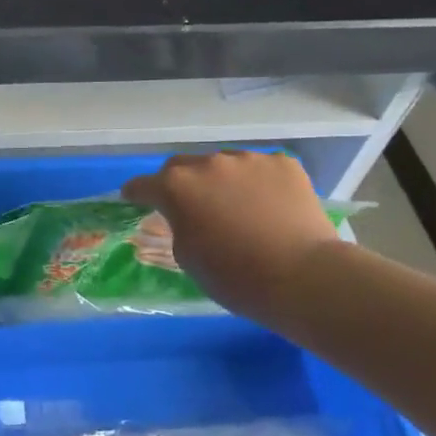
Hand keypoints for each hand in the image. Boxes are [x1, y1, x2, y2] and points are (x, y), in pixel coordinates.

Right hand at [122, 151, 344, 326]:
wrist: (302, 276)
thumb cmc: (234, 276)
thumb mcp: (187, 256)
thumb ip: (177, 225)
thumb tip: (184, 215)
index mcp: (177, 187)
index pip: (143, 185)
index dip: (136, 193)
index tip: (133, 199)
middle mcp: (209, 164)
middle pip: (182, 166)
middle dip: (178, 183)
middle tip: (187, 205)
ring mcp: (249, 159)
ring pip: (223, 164)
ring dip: (220, 181)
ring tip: (234, 206)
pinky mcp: (284, 163)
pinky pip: (259, 169)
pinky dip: (256, 183)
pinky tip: (267, 206)